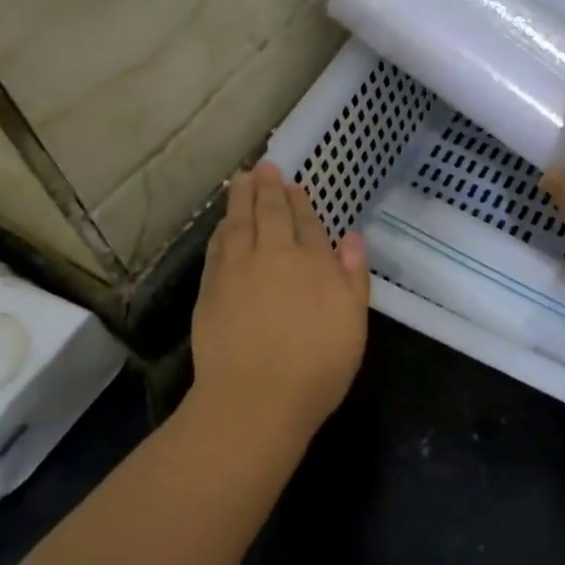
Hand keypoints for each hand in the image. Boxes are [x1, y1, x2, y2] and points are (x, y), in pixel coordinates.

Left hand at [190, 161, 370, 436]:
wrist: (255, 398)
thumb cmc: (317, 366)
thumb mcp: (353, 323)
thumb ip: (353, 276)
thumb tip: (352, 237)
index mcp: (312, 263)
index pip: (306, 223)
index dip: (299, 202)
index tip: (292, 184)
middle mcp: (273, 256)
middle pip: (269, 213)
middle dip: (267, 187)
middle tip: (262, 165)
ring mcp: (237, 271)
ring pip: (238, 224)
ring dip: (240, 199)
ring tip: (240, 179)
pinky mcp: (211, 290)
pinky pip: (217, 247)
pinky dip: (221, 230)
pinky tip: (222, 225)